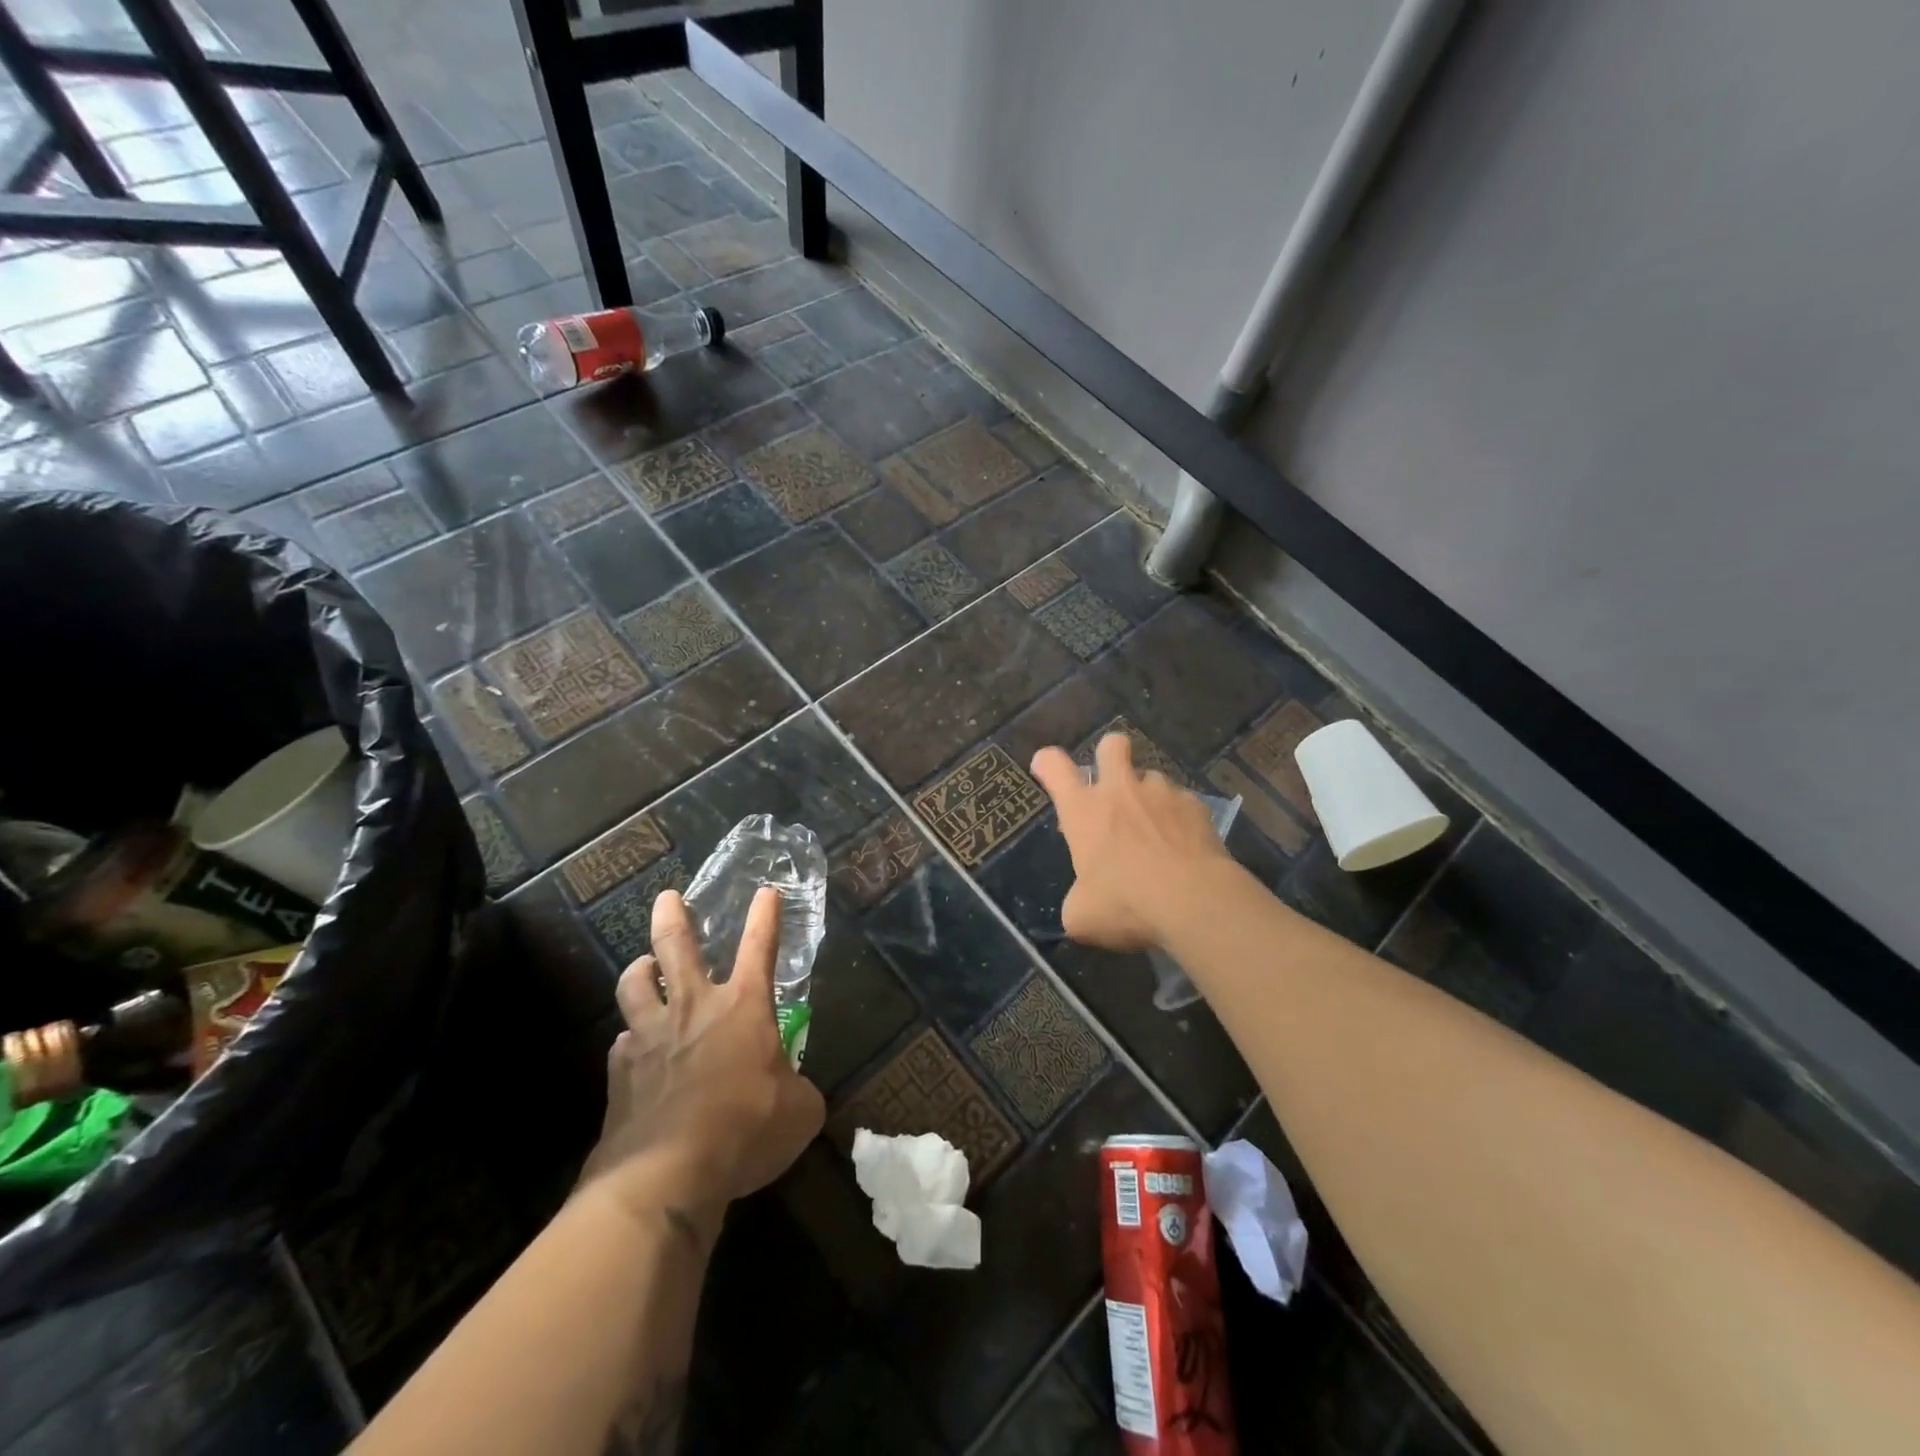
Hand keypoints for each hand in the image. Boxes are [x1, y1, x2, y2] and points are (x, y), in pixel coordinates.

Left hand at [580, 887, 824, 1227]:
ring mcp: (651, 1036)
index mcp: (744, 1007)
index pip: (760, 947)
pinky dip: (631, 1041)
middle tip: (667, 896)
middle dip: (672, 915)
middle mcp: (694, 1008)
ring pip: (634, 984)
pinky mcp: (620, 1072)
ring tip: (643, 968)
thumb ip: (797, 1089)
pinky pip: (622, 1043)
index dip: (766, 917)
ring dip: (639, 970)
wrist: (667, 1174)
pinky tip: (635, 1052)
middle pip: (677, 946)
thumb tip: (792, 1093)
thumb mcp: (800, 1111)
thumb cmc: (746, 1130)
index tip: (766, 891)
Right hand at [1030, 734, 1236, 951]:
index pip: (1054, 766)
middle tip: (1112, 784)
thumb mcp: (1082, 915)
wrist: (1194, 902)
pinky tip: (1184, 847)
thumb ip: (1077, 899)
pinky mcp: (1196, 805)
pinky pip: (1182, 802)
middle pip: (1111, 745)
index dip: (1046, 763)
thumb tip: (1083, 902)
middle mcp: (1120, 791)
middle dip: (1109, 755)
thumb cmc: (1126, 904)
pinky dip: (1179, 819)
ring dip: (1147, 797)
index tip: (1045, 768)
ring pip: (1151, 777)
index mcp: (1083, 810)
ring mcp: (1161, 793)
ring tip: (1155, 831)